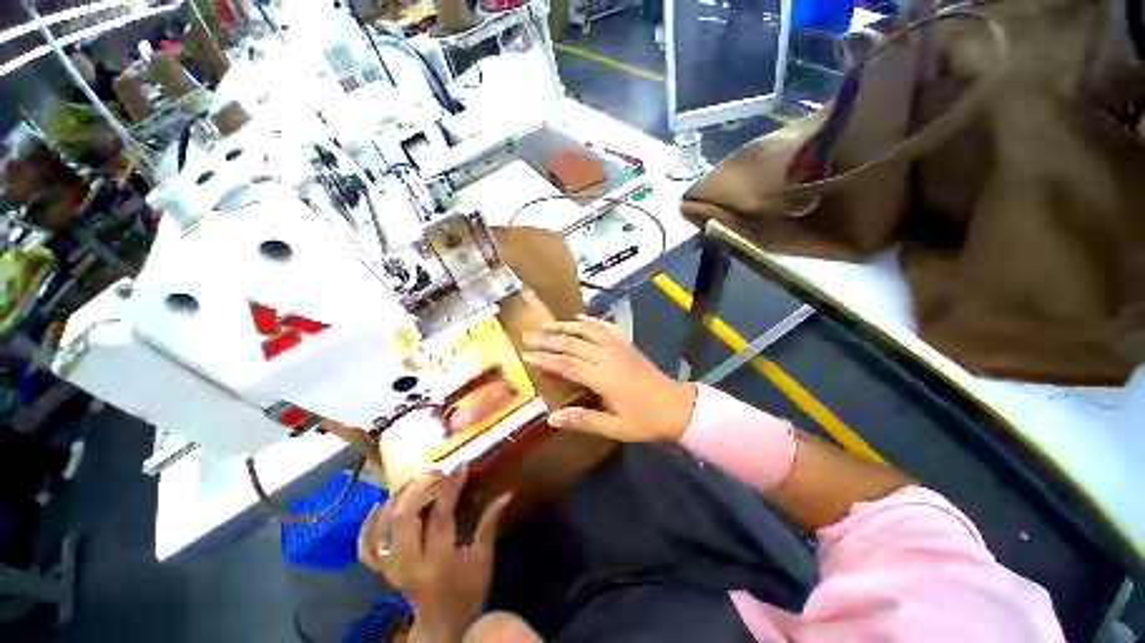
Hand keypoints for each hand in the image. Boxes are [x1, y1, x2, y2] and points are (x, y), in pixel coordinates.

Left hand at [359, 468, 511, 642]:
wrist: (442, 627)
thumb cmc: (467, 592)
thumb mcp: (482, 560)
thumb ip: (489, 525)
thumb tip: (507, 493)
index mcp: (438, 563)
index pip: (440, 516)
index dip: (451, 487)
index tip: (462, 466)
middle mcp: (409, 566)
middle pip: (404, 519)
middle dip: (419, 489)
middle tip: (436, 472)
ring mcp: (391, 569)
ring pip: (384, 528)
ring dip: (398, 500)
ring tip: (416, 482)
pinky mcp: (383, 571)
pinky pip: (366, 547)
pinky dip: (368, 525)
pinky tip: (380, 505)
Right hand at [522, 315, 696, 441]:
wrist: (676, 407)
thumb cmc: (644, 421)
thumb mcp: (613, 427)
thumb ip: (582, 420)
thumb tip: (551, 418)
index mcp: (603, 377)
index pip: (567, 364)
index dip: (545, 358)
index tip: (526, 353)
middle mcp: (607, 356)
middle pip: (572, 344)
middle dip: (549, 339)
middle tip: (528, 335)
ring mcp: (618, 347)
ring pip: (587, 331)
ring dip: (565, 326)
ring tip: (547, 323)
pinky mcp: (626, 344)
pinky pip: (606, 327)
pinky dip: (591, 321)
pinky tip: (580, 318)